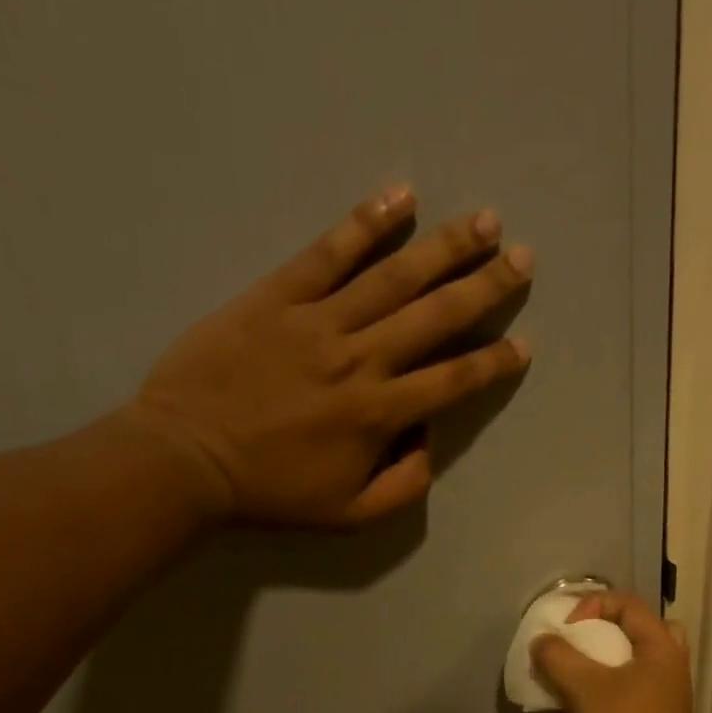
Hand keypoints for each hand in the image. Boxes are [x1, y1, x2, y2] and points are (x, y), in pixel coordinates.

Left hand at [126, 185, 531, 527]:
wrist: (187, 459)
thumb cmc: (272, 493)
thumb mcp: (350, 515)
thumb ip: (404, 485)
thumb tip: (428, 438)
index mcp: (380, 414)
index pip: (453, 380)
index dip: (493, 362)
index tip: (522, 344)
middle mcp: (360, 359)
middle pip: (436, 316)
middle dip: (486, 286)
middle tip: (524, 258)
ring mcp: (318, 321)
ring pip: (393, 276)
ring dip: (444, 247)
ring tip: (484, 220)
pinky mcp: (277, 295)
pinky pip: (327, 252)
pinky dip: (365, 223)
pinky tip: (400, 197)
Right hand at [531, 591, 700, 712]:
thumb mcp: (583, 688)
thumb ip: (558, 657)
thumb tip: (542, 642)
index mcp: (662, 648)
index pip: (628, 604)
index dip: (592, 606)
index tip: (565, 630)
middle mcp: (672, 666)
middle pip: (643, 630)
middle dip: (609, 630)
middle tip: (583, 642)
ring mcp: (668, 697)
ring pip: (638, 663)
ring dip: (607, 661)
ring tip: (578, 673)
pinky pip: (633, 690)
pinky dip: (610, 687)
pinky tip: (583, 704)